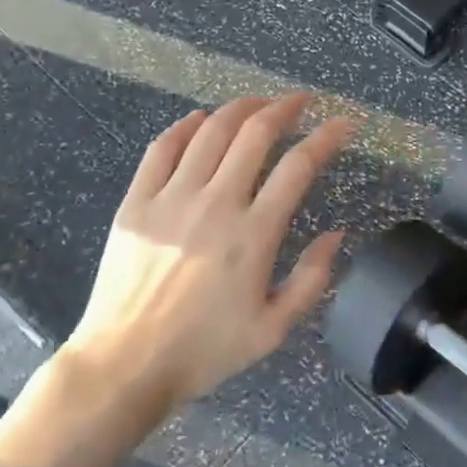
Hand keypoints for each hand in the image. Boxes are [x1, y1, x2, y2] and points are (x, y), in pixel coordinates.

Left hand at [66, 95, 355, 412]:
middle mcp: (216, 204)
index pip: (299, 167)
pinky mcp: (137, 202)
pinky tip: (199, 119)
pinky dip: (184, 126)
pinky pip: (162, 148)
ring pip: (211, 131)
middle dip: (284, 108)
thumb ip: (311, 279)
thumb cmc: (205, 350)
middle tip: (299, 101)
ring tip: (258, 103)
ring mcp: (172, 198)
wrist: (125, 366)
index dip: (326, 138)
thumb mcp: (272, 329)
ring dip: (240, 108)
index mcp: (254, 234)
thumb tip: (336, 234)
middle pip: (255, 134)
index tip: (342, 124)